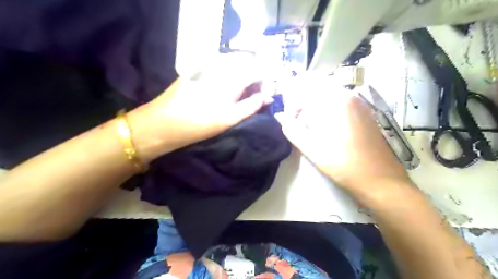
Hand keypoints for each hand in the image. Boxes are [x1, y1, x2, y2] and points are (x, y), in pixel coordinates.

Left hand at [128, 58, 271, 161]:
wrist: (162, 123)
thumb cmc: (198, 124)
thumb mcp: (229, 118)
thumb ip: (252, 105)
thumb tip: (267, 97)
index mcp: (230, 76)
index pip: (259, 69)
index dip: (267, 83)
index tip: (266, 98)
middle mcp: (221, 64)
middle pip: (248, 63)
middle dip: (257, 79)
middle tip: (256, 97)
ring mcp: (208, 64)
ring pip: (236, 64)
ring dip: (245, 77)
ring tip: (243, 95)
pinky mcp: (199, 68)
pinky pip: (223, 66)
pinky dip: (232, 75)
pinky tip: (228, 89)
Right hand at [276, 82, 412, 205]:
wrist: (381, 181)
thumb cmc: (344, 165)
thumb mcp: (313, 149)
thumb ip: (293, 130)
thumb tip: (279, 117)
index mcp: (337, 102)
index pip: (307, 92)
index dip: (294, 105)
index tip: (289, 121)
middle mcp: (351, 97)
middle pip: (319, 92)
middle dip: (305, 105)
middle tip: (298, 123)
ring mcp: (361, 105)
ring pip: (331, 98)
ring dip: (317, 109)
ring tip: (312, 127)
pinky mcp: (367, 114)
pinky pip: (343, 104)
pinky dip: (330, 112)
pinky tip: (329, 129)